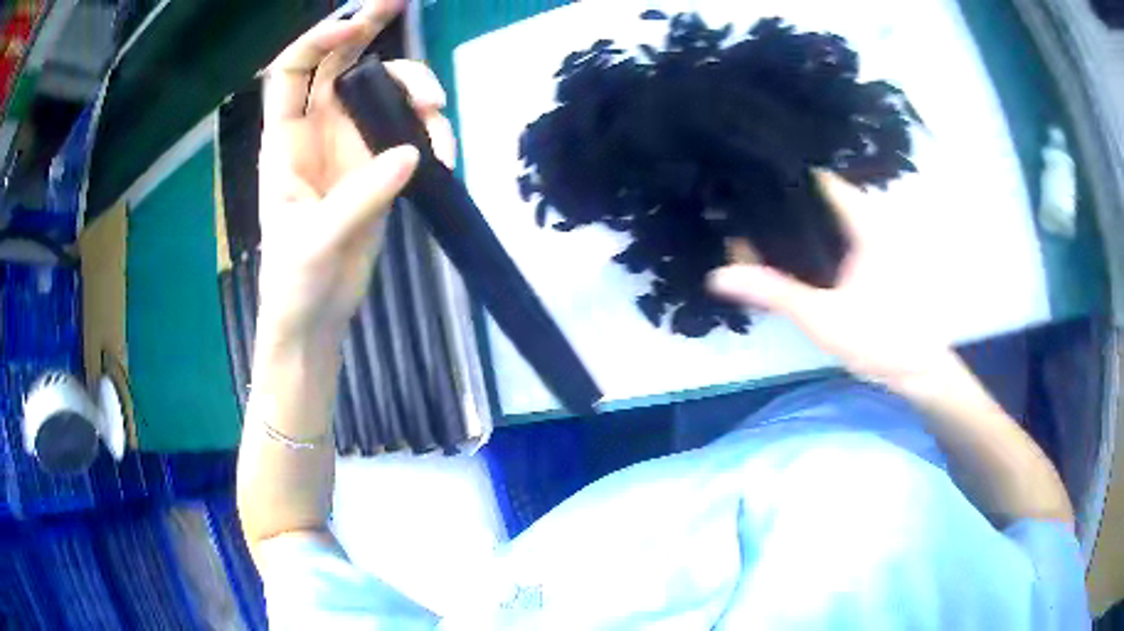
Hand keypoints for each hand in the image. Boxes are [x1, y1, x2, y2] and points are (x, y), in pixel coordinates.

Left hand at [255, 0, 455, 347]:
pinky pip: (407, 130)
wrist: (316, 316)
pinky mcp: (377, 167)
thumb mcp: (317, 242)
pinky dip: (429, 133)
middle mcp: (317, 133)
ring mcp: (349, 147)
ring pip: (383, 92)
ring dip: (415, 90)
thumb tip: (412, 153)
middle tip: (403, 3)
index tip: (356, 29)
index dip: (318, 41)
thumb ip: (362, 196)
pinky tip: (442, 155)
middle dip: (368, 29)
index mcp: (286, 142)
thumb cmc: (295, 282)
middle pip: (340, 64)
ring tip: (438, 114)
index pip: (292, 73)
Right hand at [708, 171, 951, 385]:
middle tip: (733, 205)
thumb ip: (775, 293)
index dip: (779, 174)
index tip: (741, 178)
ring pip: (820, 217)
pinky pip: (829, 237)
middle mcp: (864, 219)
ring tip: (746, 221)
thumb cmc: (881, 338)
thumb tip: (720, 275)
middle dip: (777, 200)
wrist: (916, 369)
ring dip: (789, 222)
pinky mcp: (865, 258)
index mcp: (862, 219)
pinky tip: (779, 251)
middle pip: (813, 195)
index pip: (815, 178)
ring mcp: (866, 239)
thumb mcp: (824, 317)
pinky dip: (805, 240)